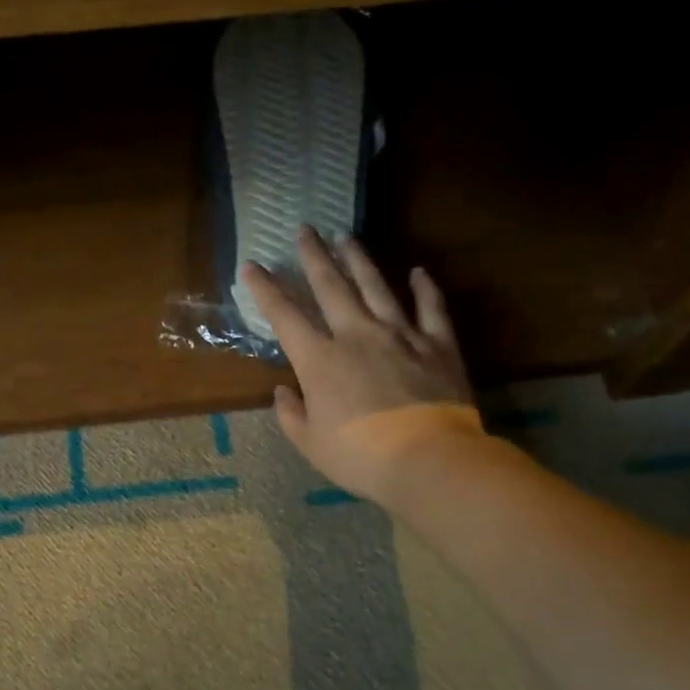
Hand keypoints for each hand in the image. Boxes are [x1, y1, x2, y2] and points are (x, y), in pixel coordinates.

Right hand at [239, 226, 482, 504]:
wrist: (428, 460)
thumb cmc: (360, 456)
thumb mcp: (311, 443)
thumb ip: (292, 414)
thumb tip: (284, 391)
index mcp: (319, 360)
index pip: (284, 315)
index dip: (265, 288)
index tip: (251, 265)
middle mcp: (356, 335)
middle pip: (331, 287)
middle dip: (314, 256)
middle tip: (305, 230)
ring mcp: (400, 335)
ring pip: (376, 286)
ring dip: (359, 260)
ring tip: (347, 236)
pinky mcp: (438, 344)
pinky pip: (431, 308)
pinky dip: (425, 288)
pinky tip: (418, 271)